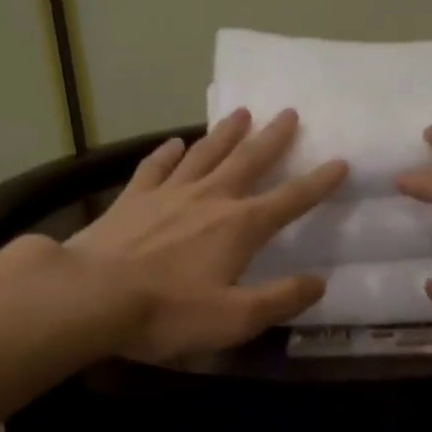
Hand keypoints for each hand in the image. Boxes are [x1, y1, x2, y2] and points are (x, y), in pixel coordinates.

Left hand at [65, 109, 347, 361]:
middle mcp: (210, 199)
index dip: (318, 183)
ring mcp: (168, 194)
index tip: (340, 162)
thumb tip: (319, 283)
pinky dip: (168, 153)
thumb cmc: (169, 311)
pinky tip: (176, 143)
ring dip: (226, 133)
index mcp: (240, 227)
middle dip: (273, 138)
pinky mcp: (133, 198)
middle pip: (248, 161)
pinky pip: (156, 167)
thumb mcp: (236, 318)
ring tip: (242, 112)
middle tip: (289, 112)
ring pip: (205, 154)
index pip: (290, 200)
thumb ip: (281, 300)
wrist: (91, 295)